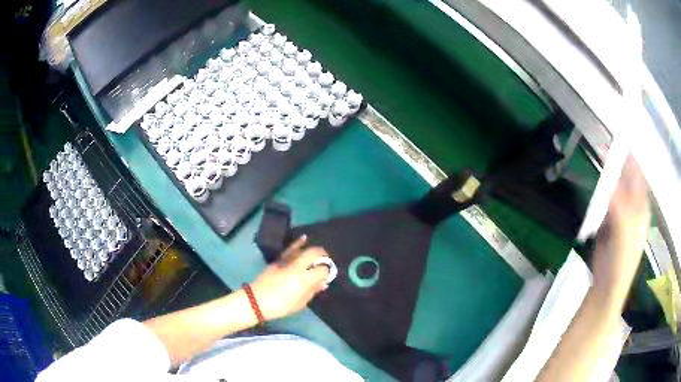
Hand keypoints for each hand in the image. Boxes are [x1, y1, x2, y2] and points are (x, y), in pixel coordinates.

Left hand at [249, 236, 330, 320]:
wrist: (256, 300)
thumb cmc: (280, 306)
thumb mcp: (300, 303)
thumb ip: (313, 291)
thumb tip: (323, 283)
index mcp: (305, 279)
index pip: (323, 269)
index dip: (328, 271)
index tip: (328, 276)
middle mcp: (298, 266)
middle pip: (315, 253)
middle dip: (324, 256)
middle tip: (327, 262)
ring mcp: (288, 261)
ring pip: (305, 249)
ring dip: (314, 250)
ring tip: (319, 253)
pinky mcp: (279, 260)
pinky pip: (290, 248)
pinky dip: (298, 243)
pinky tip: (304, 238)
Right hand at [593, 155, 649, 298]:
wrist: (607, 287)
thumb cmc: (620, 265)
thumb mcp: (624, 239)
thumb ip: (620, 213)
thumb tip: (610, 187)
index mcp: (640, 208)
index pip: (637, 176)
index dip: (629, 157)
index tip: (617, 139)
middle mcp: (633, 206)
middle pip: (625, 177)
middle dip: (616, 161)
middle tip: (601, 146)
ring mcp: (621, 213)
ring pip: (615, 187)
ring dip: (607, 173)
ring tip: (597, 157)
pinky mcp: (609, 221)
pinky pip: (606, 199)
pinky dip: (600, 190)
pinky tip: (595, 184)